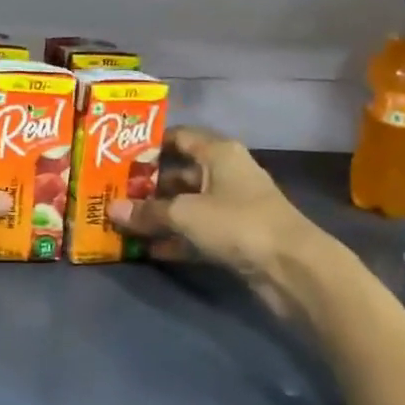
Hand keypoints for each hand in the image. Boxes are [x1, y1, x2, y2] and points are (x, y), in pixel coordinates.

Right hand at [109, 126, 317, 282]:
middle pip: (181, 173)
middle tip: (114, 192)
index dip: (150, 144)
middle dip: (149, 184)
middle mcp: (226, 173)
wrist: (292, 268)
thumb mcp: (185, 214)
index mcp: (218, 152)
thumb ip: (147, 212)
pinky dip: (176, 238)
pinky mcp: (236, 237)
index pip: (179, 136)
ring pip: (188, 204)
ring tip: (123, 222)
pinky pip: (198, 231)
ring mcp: (233, 206)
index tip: (118, 155)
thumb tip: (111, 210)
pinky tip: (148, 249)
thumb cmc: (237, 222)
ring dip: (160, 214)